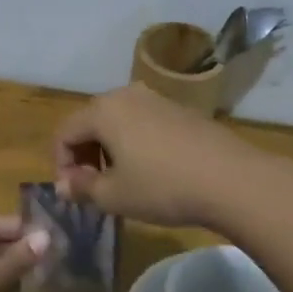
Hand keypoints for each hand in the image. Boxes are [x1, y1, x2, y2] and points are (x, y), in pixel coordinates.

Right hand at [54, 83, 271, 228]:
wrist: (231, 179)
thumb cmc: (162, 187)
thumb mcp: (114, 196)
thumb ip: (82, 188)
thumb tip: (64, 184)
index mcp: (103, 110)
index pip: (64, 132)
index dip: (61, 164)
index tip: (73, 193)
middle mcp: (126, 95)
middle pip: (90, 122)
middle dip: (84, 155)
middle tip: (93, 188)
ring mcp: (156, 99)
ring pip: (118, 121)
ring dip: (109, 149)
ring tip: (122, 182)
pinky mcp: (180, 110)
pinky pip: (143, 123)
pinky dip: (135, 143)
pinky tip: (152, 171)